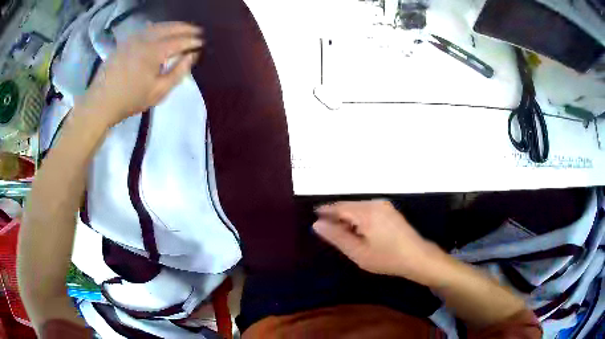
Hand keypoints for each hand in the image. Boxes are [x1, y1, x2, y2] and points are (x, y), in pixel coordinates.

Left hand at [83, 22, 203, 125]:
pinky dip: (157, 27)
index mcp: (154, 52)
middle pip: (169, 28)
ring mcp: (132, 39)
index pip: (179, 41)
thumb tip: (192, 56)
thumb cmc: (130, 100)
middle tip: (197, 30)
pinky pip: (144, 30)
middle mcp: (144, 39)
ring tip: (182, 28)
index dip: (192, 41)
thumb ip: (178, 72)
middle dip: (185, 28)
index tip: (202, 42)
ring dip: (172, 25)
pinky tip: (160, 29)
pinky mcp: (124, 43)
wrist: (101, 103)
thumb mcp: (158, 92)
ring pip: (157, 26)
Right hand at [313, 200, 445, 283]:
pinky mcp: (389, 210)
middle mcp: (375, 203)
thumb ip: (337, 237)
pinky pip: (367, 210)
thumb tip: (317, 224)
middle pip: (349, 206)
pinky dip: (358, 219)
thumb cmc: (386, 258)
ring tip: (340, 233)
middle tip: (326, 230)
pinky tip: (357, 231)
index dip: (325, 211)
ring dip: (347, 218)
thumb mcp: (358, 252)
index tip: (313, 215)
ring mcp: (384, 206)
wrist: (417, 257)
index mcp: (366, 212)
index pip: (339, 207)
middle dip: (336, 216)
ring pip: (358, 208)